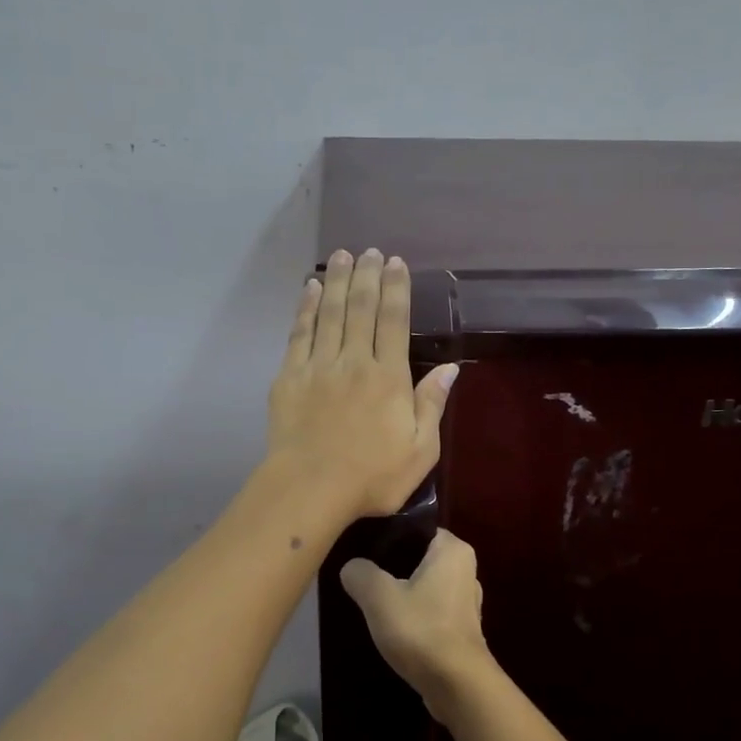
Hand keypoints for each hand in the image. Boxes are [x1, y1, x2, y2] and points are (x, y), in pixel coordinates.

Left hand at [268, 248, 457, 519]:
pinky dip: (306, 308)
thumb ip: (432, 405)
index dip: (396, 289)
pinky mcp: (289, 377)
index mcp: (388, 377)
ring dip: (337, 281)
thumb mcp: (420, 450)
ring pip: (330, 313)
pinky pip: (299, 333)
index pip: (394, 321)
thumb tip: (450, 368)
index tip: (395, 263)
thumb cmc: (372, 477)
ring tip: (342, 256)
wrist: (310, 489)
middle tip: (369, 250)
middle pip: (361, 308)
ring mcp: (318, 366)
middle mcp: (354, 361)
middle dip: (367, 275)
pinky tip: (310, 289)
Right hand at [340, 530, 494, 721]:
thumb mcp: (378, 596)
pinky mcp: (462, 628)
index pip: (416, 528)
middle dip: (392, 566)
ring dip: (402, 593)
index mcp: (453, 549)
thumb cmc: (421, 629)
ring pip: (424, 585)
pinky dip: (413, 615)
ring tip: (372, 603)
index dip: (388, 536)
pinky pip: (431, 609)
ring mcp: (466, 600)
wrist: (457, 685)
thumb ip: (360, 573)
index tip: (361, 548)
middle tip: (361, 576)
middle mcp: (466, 569)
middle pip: (418, 557)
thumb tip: (351, 567)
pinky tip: (392, 627)